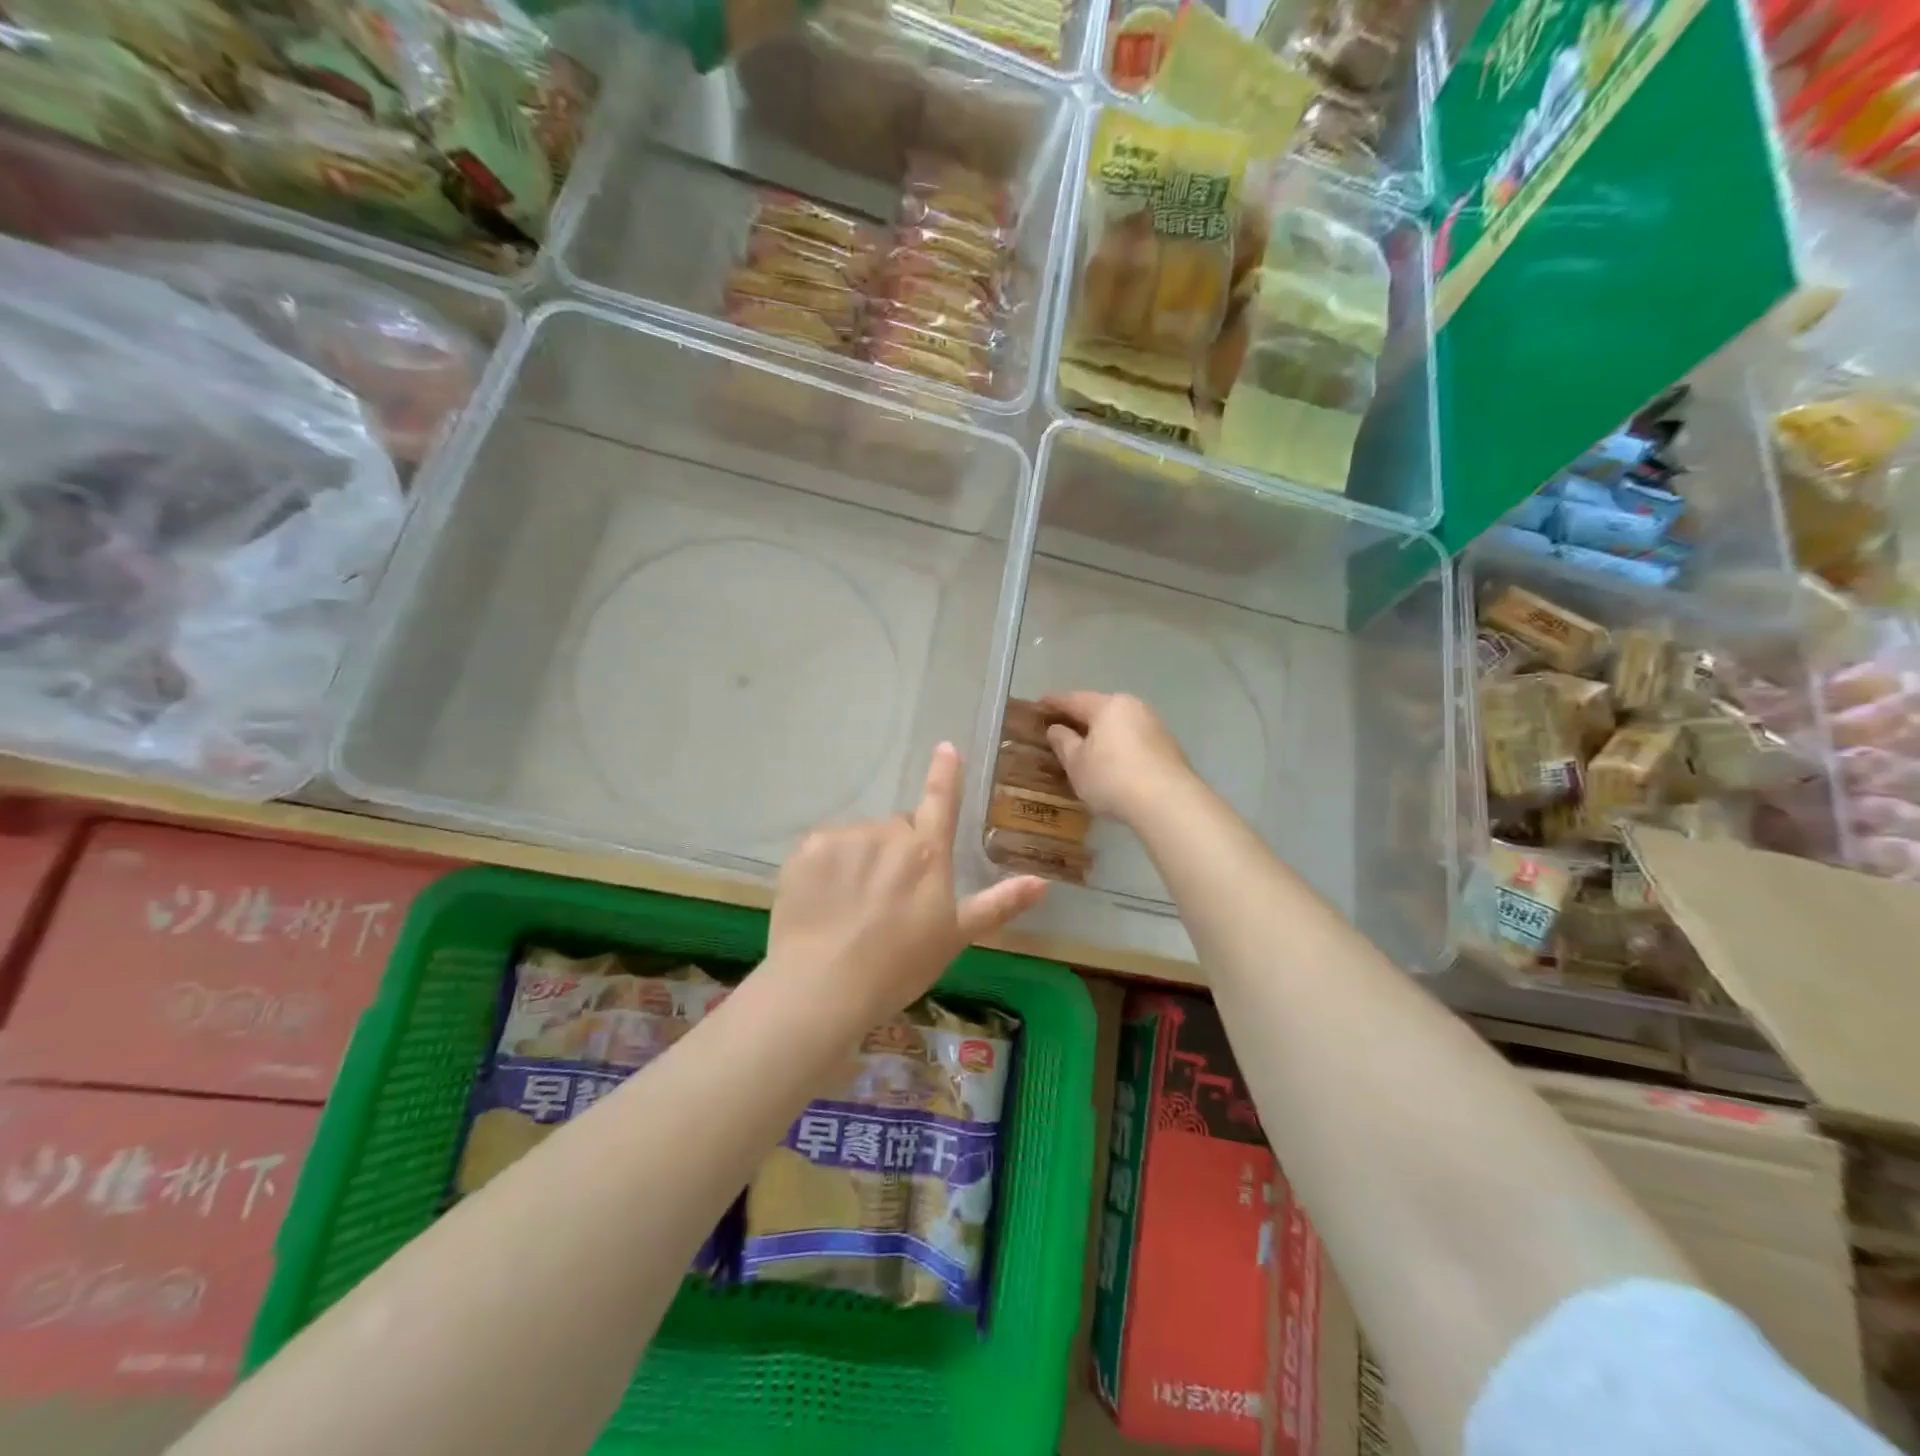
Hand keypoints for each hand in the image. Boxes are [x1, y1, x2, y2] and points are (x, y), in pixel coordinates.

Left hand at [769, 743, 1047, 1024]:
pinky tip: (822, 902)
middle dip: (897, 852)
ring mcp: (846, 837)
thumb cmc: (899, 966)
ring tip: (851, 908)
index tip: (945, 747)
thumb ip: (998, 905)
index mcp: (928, 853)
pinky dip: (825, 869)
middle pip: (897, 830)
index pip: (941, 801)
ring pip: (859, 839)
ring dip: (860, 861)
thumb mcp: (955, 937)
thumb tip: (1043, 883)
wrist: (824, 986)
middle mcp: (890, 834)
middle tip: (888, 900)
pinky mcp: (809, 848)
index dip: (945, 773)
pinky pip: (824, 849)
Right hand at [1042, 692, 1192, 821]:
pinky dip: (1118, 746)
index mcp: (1108, 706)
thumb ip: (1063, 743)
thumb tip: (1056, 729)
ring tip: (1086, 746)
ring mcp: (1154, 726)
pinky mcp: (1168, 747)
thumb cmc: (1112, 777)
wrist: (1168, 802)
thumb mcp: (1077, 763)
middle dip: (1080, 717)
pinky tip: (1112, 761)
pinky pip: (1133, 739)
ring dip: (1101, 733)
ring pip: (1119, 724)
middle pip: (1100, 709)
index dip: (1054, 703)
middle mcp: (1134, 708)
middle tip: (1061, 725)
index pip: (1074, 700)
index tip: (1039, 704)